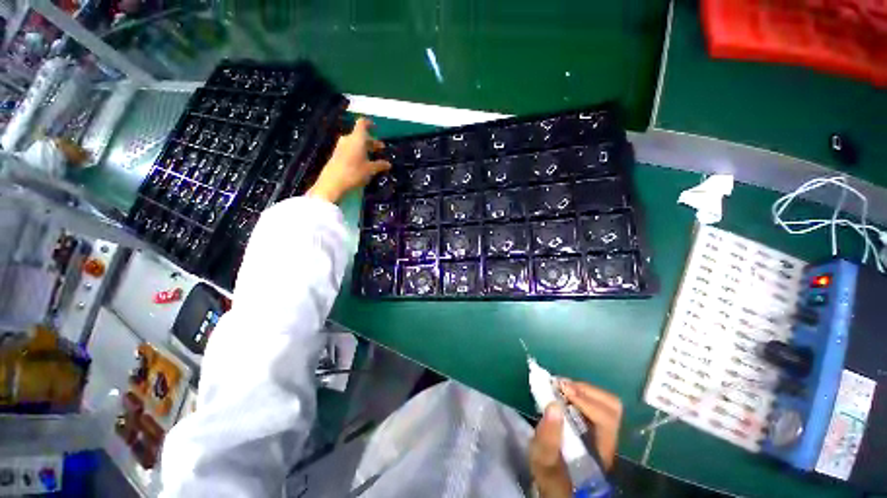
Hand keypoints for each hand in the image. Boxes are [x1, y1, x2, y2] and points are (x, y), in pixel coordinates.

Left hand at [307, 117, 390, 203]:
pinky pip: (350, 149)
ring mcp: (341, 147)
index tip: (376, 128)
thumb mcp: (370, 170)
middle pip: (360, 135)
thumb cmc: (354, 172)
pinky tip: (363, 163)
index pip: (362, 123)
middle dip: (371, 141)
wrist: (333, 182)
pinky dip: (357, 152)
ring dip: (364, 148)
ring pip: (355, 143)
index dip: (369, 124)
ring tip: (372, 157)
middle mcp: (348, 139)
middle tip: (380, 149)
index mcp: (357, 138)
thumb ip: (380, 165)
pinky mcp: (337, 155)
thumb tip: (388, 164)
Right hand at [529, 380, 622, 497]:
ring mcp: (605, 433)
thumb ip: (547, 439)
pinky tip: (564, 393)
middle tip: (560, 385)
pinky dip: (580, 393)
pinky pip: (596, 403)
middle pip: (611, 407)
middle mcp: (609, 441)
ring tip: (560, 387)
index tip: (561, 390)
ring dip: (582, 390)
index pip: (606, 420)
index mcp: (601, 453)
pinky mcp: (596, 426)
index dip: (585, 401)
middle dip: (585, 391)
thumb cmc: (550, 477)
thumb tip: (554, 404)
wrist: (557, 485)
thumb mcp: (544, 463)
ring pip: (606, 403)